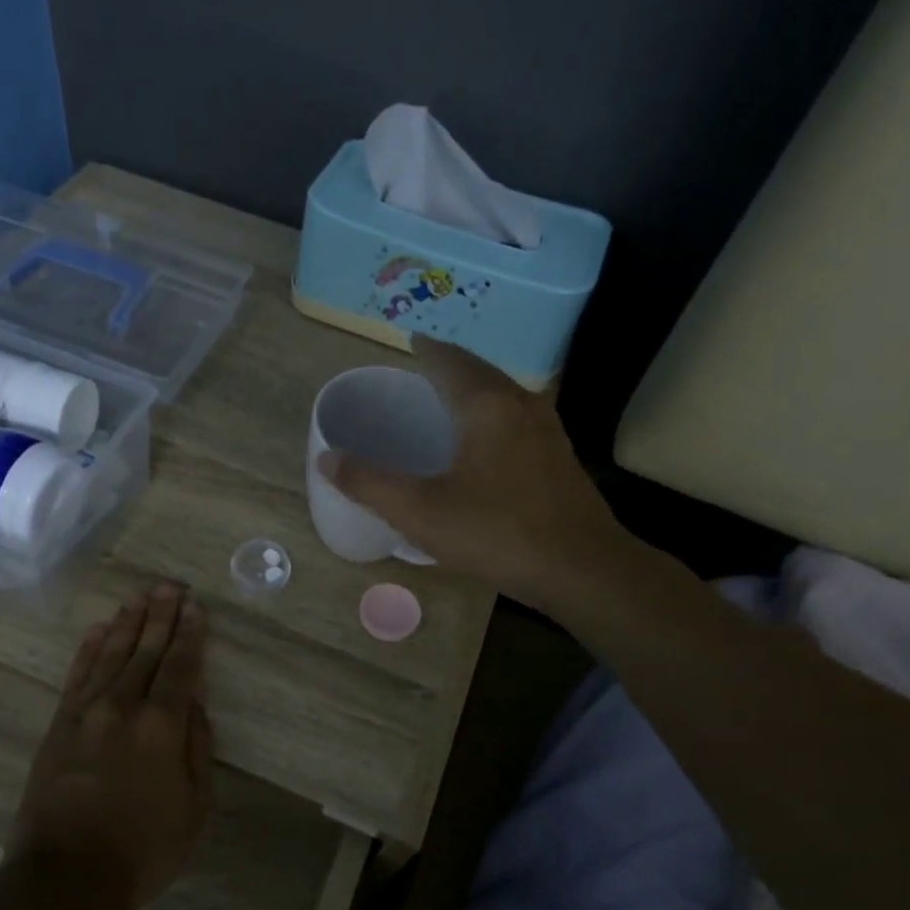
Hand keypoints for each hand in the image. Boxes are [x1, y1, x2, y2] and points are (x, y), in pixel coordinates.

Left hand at [10, 583, 213, 908]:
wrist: (67, 877)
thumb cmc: (144, 848)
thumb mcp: (196, 806)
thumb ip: (198, 747)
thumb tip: (195, 704)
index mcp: (163, 725)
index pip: (180, 666)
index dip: (190, 634)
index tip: (195, 606)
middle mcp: (125, 706)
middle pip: (145, 650)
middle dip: (159, 615)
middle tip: (169, 585)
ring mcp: (87, 712)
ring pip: (111, 655)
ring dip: (126, 623)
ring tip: (139, 597)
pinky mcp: (59, 725)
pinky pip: (77, 676)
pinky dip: (89, 649)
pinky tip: (98, 630)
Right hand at [317, 337, 630, 608]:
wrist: (582, 569)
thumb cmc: (496, 533)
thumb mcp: (420, 512)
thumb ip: (370, 484)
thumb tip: (328, 458)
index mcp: (486, 406)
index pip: (451, 361)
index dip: (427, 349)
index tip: (411, 340)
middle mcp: (521, 406)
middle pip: (482, 371)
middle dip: (452, 364)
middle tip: (426, 366)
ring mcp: (548, 432)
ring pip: (506, 394)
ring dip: (478, 387)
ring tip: (453, 396)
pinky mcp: (560, 459)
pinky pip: (520, 418)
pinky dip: (496, 413)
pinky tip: (488, 440)